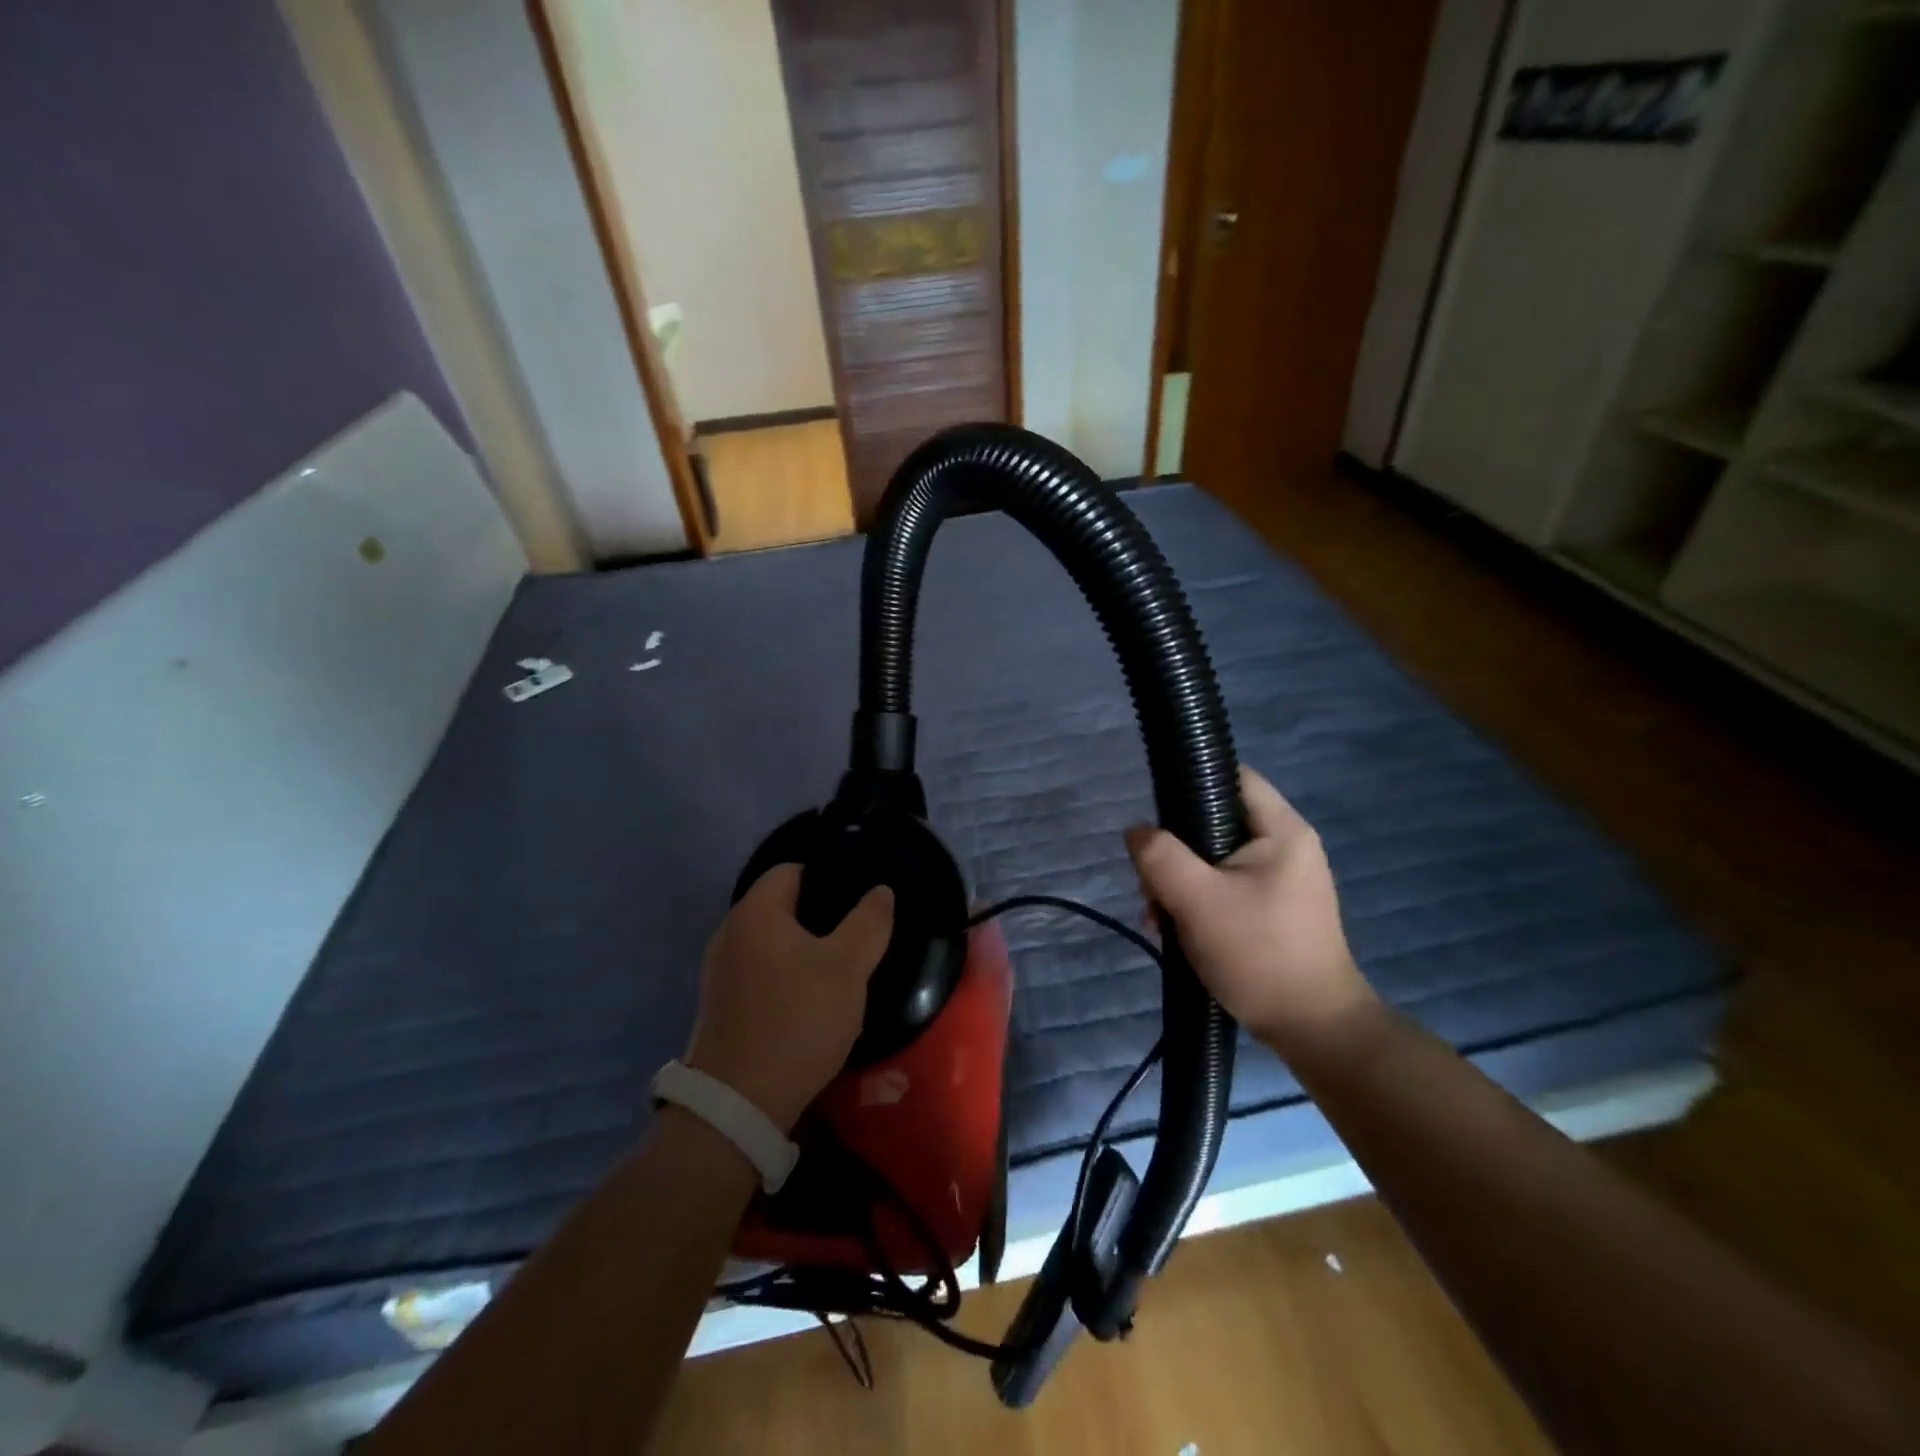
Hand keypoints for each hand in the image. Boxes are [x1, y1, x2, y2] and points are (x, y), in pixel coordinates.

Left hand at [685, 864, 893, 1132]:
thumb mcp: (847, 967)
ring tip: (839, 968)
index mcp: (755, 911)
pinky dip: (784, 975)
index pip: (792, 868)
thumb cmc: (798, 1019)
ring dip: (803, 948)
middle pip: (781, 905)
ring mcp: (718, 971)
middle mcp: (729, 932)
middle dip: (820, 915)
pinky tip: (810, 1000)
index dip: (829, 875)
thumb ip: (869, 922)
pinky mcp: (720, 1006)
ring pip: (771, 942)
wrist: (740, 1103)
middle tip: (857, 934)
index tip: (859, 897)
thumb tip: (880, 890)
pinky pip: (759, 972)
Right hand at [1126, 766, 1374, 1060]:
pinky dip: (1199, 901)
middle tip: (1151, 884)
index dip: (1190, 783)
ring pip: (1215, 859)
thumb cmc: (1258, 954)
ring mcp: (1284, 880)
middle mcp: (1287, 847)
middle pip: (1216, 822)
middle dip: (1175, 850)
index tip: (1156, 814)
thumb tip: (1137, 831)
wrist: (1313, 1029)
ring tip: (1157, 916)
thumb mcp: (1197, 900)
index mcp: (1281, 830)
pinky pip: (1226, 887)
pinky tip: (1177, 929)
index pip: (1232, 777)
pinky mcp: (1275, 909)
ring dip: (1181, 882)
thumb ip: (1160, 856)